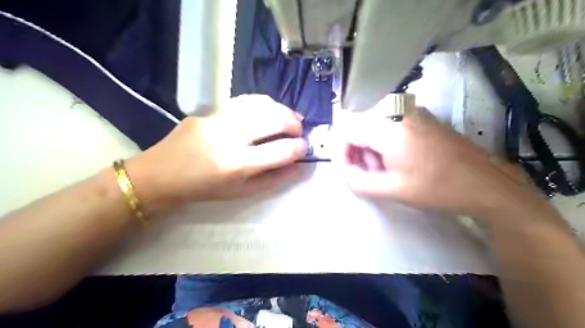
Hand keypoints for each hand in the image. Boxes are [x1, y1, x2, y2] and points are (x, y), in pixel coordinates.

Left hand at [126, 95, 307, 213]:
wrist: (161, 175)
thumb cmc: (204, 190)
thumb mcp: (241, 193)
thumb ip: (273, 179)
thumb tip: (297, 165)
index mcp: (237, 165)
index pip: (280, 151)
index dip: (299, 148)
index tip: (304, 148)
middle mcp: (229, 137)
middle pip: (273, 119)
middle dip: (294, 123)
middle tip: (299, 131)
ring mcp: (217, 119)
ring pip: (260, 104)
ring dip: (281, 109)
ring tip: (289, 118)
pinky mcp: (208, 110)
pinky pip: (243, 102)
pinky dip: (263, 105)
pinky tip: (268, 111)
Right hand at [336, 104, 533, 212]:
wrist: (485, 183)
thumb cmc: (437, 187)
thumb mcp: (392, 189)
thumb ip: (358, 181)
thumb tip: (344, 171)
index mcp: (388, 128)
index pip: (346, 130)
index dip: (339, 151)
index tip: (345, 170)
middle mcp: (397, 111)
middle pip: (358, 125)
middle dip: (355, 150)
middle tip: (365, 173)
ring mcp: (410, 111)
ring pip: (372, 125)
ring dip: (368, 147)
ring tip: (380, 171)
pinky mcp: (419, 116)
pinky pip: (388, 124)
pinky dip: (382, 142)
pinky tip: (394, 160)